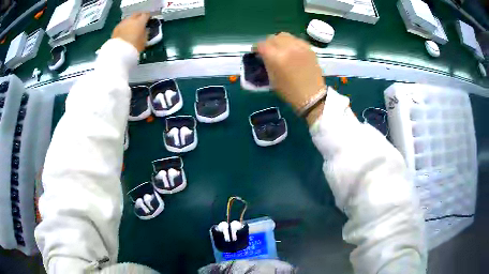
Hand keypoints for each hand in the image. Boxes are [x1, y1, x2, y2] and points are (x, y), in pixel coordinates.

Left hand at [112, 13, 150, 51]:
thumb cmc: (134, 47)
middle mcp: (131, 19)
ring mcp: (122, 23)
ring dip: (131, 21)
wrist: (118, 53)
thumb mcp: (144, 40)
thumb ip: (145, 33)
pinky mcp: (115, 29)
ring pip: (129, 18)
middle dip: (139, 16)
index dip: (148, 16)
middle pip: (137, 14)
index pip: (146, 14)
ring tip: (132, 27)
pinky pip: (122, 24)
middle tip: (141, 21)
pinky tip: (125, 31)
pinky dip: (125, 26)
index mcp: (140, 21)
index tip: (149, 19)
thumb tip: (145, 30)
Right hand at [257, 33, 325, 123]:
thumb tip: (263, 56)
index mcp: (275, 57)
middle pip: (272, 38)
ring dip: (279, 41)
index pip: (261, 45)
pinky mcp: (308, 48)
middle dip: (268, 44)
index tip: (257, 54)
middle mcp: (287, 47)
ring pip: (284, 35)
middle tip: (269, 52)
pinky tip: (292, 51)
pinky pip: (296, 39)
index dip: (257, 49)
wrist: (312, 96)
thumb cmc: (289, 91)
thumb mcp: (272, 78)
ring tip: (281, 49)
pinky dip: (291, 43)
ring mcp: (299, 46)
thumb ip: (266, 63)